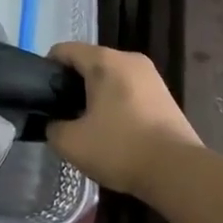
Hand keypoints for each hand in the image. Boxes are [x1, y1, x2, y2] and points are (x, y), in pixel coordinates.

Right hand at [46, 42, 202, 194]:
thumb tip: (55, 123)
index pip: (63, 51)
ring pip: (110, 77)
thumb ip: (52, 127)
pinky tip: (115, 131)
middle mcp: (128, 58)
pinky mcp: (164, 94)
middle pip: (88, 62)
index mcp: (104, 60)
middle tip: (64, 114)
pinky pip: (129, 90)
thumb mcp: (71, 143)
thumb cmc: (120, 148)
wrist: (179, 172)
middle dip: (73, 85)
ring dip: (96, 95)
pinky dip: (117, 103)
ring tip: (89, 125)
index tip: (44, 97)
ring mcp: (150, 75)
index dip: (47, 70)